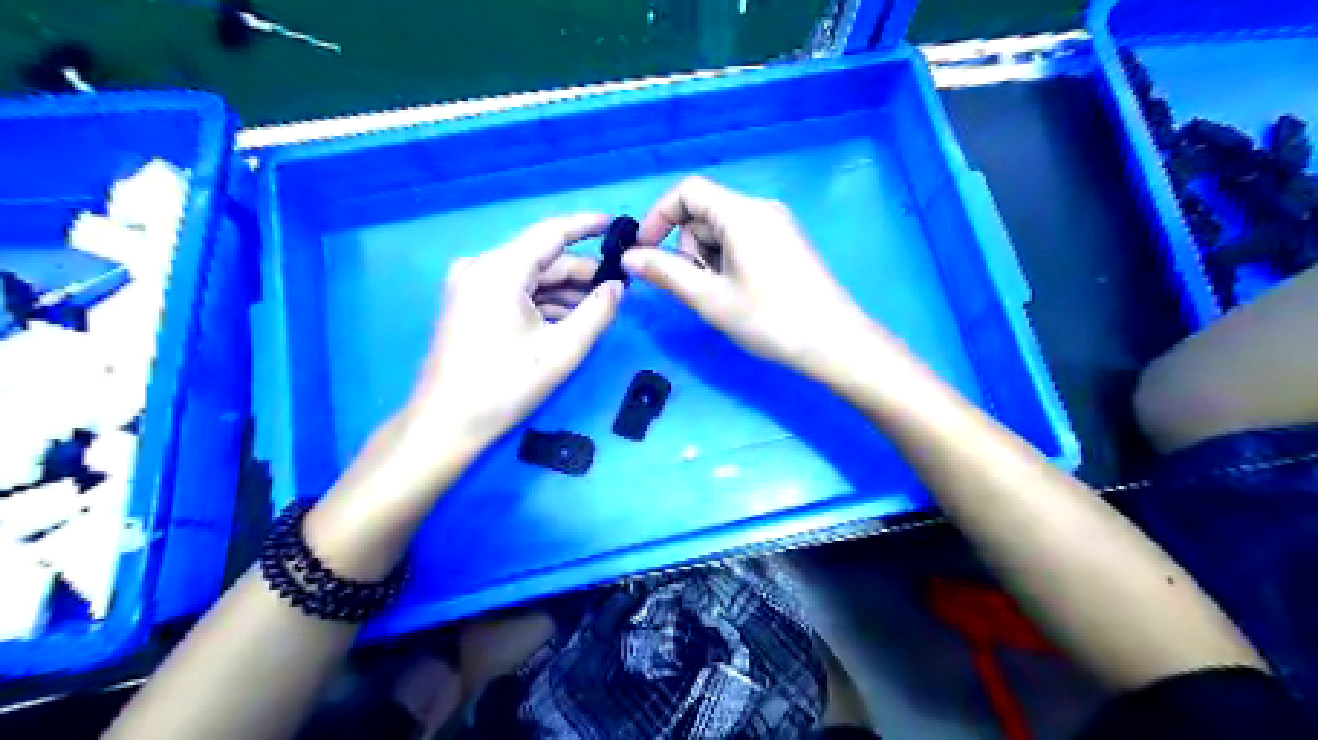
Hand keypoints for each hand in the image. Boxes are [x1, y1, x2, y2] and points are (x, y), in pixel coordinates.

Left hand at [403, 215, 623, 457]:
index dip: (587, 226)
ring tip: (599, 307)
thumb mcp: (563, 350)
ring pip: (528, 277)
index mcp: (500, 269)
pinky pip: (512, 291)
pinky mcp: (466, 304)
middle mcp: (481, 267)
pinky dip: (541, 301)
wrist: (446, 423)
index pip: (551, 232)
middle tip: (618, 287)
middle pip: (541, 258)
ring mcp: (469, 285)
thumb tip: (618, 287)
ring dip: (563, 290)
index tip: (617, 226)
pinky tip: (567, 319)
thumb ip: (598, 311)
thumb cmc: (506, 385)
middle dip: (580, 272)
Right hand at [624, 176, 884, 377]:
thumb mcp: (709, 298)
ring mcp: (778, 225)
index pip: (687, 191)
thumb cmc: (769, 319)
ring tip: (726, 296)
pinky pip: (744, 241)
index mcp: (742, 213)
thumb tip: (630, 257)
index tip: (645, 251)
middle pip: (705, 213)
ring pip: (723, 230)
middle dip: (690, 248)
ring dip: (709, 259)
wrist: (834, 342)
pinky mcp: (788, 243)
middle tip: (702, 288)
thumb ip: (665, 272)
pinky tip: (743, 293)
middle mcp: (761, 209)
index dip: (659, 216)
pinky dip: (729, 262)